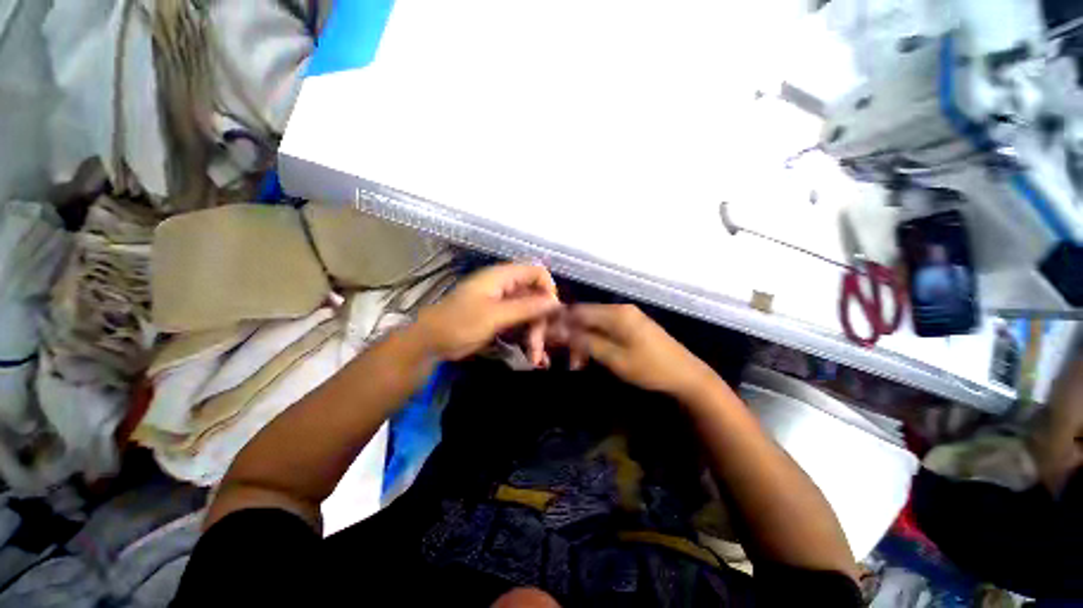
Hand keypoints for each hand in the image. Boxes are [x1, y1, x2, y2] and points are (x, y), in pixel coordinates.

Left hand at [416, 263, 560, 361]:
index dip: (548, 289)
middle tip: (539, 345)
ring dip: (534, 334)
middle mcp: (505, 287)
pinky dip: (526, 338)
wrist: (431, 342)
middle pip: (535, 297)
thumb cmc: (460, 324)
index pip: (536, 272)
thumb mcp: (495, 316)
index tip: (552, 312)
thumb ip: (526, 307)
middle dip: (540, 321)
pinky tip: (531, 355)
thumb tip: (555, 302)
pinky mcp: (499, 318)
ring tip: (535, 358)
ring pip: (529, 314)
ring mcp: (502, 303)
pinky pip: (520, 324)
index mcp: (502, 277)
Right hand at [567, 304, 717, 398]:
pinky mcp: (632, 324)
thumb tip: (560, 331)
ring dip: (583, 339)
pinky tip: (592, 354)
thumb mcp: (614, 358)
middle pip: (585, 315)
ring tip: (578, 362)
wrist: (686, 375)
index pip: (578, 310)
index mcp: (616, 313)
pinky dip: (595, 339)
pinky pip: (605, 327)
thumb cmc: (649, 368)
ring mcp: (627, 315)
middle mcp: (620, 308)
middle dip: (571, 334)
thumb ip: (586, 342)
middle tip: (565, 357)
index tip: (548, 338)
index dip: (561, 322)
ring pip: (594, 322)